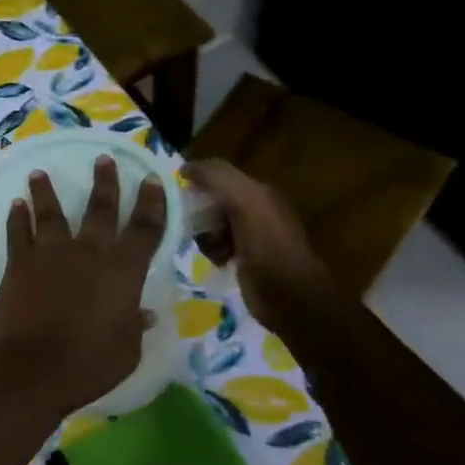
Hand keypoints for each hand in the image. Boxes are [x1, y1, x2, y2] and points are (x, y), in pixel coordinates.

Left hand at [0, 157, 165, 416]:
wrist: (30, 370)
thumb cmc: (87, 365)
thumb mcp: (126, 351)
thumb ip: (133, 326)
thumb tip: (143, 313)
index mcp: (123, 271)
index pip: (144, 229)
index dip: (151, 203)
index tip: (151, 179)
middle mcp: (88, 253)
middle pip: (99, 209)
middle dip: (105, 183)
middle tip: (104, 159)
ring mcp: (49, 255)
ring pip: (50, 213)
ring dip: (46, 191)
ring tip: (39, 173)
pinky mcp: (18, 266)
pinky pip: (18, 233)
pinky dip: (17, 218)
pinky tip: (16, 205)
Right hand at [185, 160, 337, 335]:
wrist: (290, 298)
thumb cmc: (267, 247)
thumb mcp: (245, 202)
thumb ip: (218, 178)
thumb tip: (185, 166)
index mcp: (259, 192)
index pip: (218, 176)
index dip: (196, 182)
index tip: (174, 196)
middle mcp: (256, 210)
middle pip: (212, 202)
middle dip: (197, 213)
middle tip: (190, 227)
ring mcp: (251, 236)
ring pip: (211, 225)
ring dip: (203, 235)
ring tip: (208, 248)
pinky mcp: (244, 259)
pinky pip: (216, 246)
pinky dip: (210, 251)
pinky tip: (215, 260)